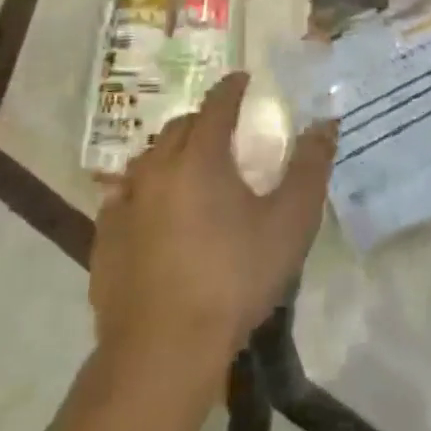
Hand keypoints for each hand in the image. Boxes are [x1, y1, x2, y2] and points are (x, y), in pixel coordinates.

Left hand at [89, 74, 334, 392]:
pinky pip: (125, 195)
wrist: (163, 351)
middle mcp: (157, 168)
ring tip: (192, 168)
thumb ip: (310, 167)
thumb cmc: (234, 279)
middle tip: (226, 131)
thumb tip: (326, 123)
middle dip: (204, 119)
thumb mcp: (289, 223)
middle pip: (181, 127)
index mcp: (201, 157)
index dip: (233, 87)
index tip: (244, 79)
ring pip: (149, 159)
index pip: (217, 104)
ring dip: (172, 153)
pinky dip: (145, 189)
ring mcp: (125, 203)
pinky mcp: (104, 237)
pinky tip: (155, 211)